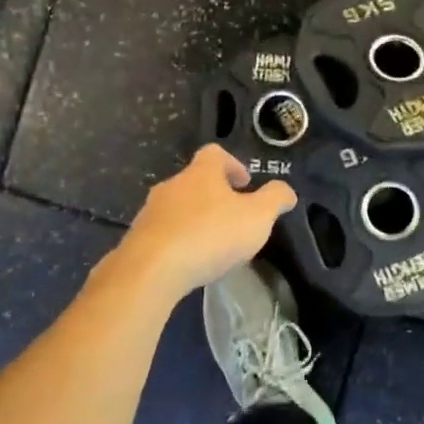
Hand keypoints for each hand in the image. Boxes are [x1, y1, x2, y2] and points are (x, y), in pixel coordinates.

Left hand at [108, 145, 296, 302]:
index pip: (215, 153)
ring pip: (177, 207)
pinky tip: (189, 262)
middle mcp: (172, 184)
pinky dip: (178, 241)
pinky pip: (163, 233)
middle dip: (214, 195)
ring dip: (195, 219)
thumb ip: (275, 199)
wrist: (152, 270)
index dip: (233, 165)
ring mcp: (151, 211)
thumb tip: (286, 191)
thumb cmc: (210, 235)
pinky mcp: (137, 239)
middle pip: (195, 180)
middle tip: (233, 217)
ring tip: (212, 244)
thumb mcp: (257, 217)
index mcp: (201, 172)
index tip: (245, 184)